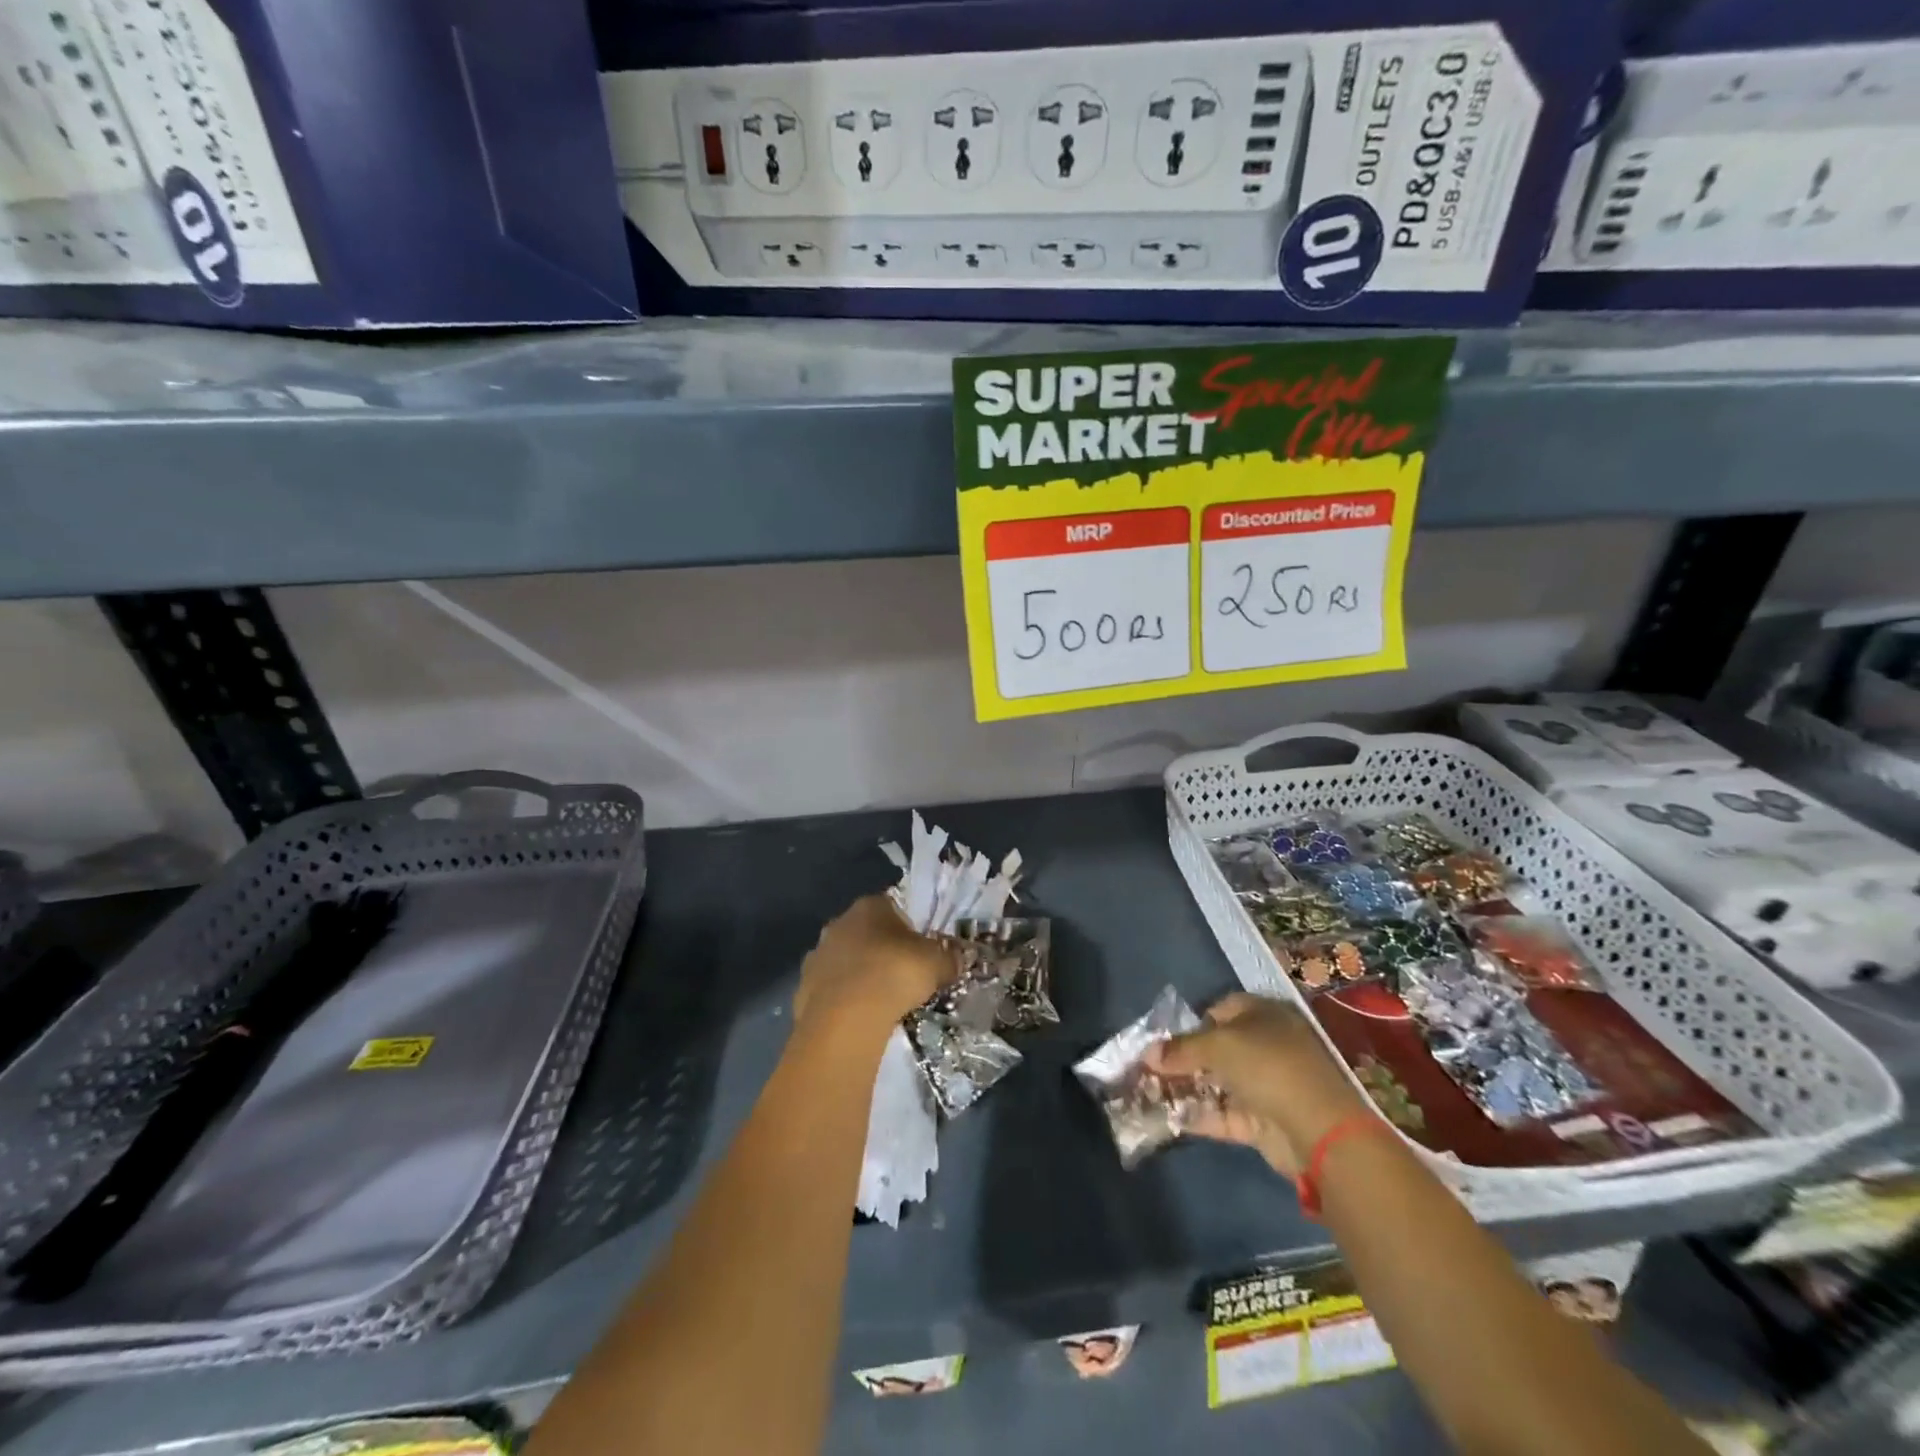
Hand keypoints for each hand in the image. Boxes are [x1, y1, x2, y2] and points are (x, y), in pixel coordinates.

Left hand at [793, 894, 954, 1038]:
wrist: (845, 1019)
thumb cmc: (895, 974)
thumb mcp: (937, 963)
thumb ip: (949, 958)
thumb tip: (957, 959)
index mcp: (870, 905)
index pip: (893, 907)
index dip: (909, 928)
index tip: (921, 950)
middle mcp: (838, 922)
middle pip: (866, 933)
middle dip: (882, 951)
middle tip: (902, 976)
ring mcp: (817, 954)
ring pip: (845, 961)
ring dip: (859, 975)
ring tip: (880, 1001)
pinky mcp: (802, 987)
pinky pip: (830, 990)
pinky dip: (843, 1000)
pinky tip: (857, 1018)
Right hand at [1147, 993, 1371, 1174]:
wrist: (1319, 1130)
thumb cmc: (1268, 1066)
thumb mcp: (1218, 1045)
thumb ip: (1181, 1049)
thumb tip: (1148, 1054)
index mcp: (1266, 1015)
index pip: (1224, 1008)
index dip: (1194, 1020)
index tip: (1166, 1037)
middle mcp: (1268, 1046)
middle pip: (1219, 1047)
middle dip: (1186, 1057)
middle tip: (1152, 1067)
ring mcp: (1268, 1086)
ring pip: (1220, 1082)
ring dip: (1189, 1088)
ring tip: (1151, 1092)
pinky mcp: (1264, 1121)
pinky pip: (1225, 1115)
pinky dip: (1201, 1116)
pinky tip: (1170, 1117)